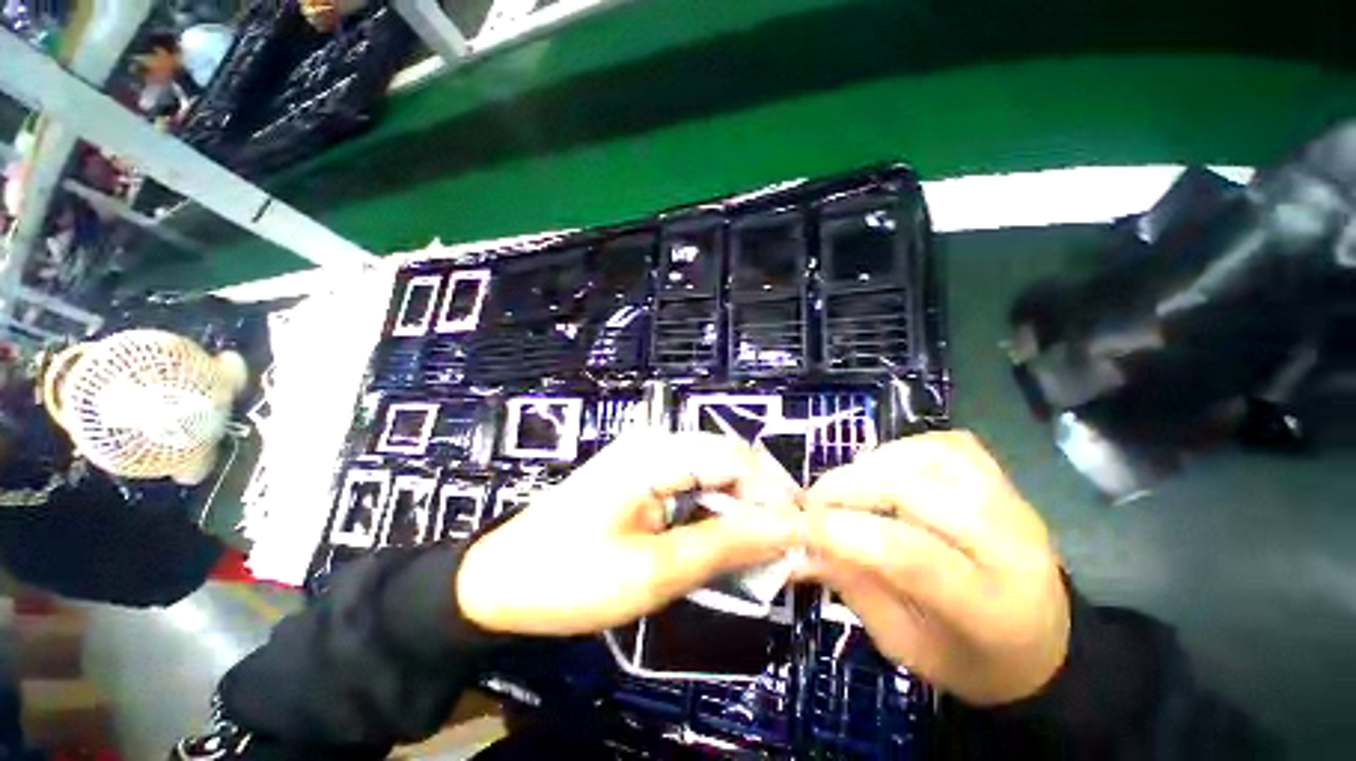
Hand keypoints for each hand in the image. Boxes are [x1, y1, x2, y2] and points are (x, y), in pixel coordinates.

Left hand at [456, 432, 802, 635]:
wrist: (499, 582)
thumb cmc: (570, 578)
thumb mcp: (654, 570)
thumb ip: (724, 545)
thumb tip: (786, 529)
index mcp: (657, 453)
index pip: (737, 458)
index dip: (774, 493)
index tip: (800, 536)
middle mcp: (656, 443)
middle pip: (728, 459)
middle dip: (761, 499)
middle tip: (784, 546)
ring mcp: (647, 457)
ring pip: (714, 472)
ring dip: (740, 506)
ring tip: (761, 547)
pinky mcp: (642, 476)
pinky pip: (693, 483)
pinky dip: (716, 509)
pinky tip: (724, 537)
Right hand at [800, 431, 1069, 704]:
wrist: (1042, 645)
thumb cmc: (969, 659)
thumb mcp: (902, 643)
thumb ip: (851, 587)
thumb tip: (797, 547)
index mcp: (990, 607)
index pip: (906, 554)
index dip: (838, 531)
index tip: (795, 524)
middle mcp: (1012, 544)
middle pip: (913, 490)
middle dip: (845, 489)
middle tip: (813, 502)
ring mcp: (1013, 503)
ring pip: (929, 455)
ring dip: (872, 464)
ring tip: (848, 487)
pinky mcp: (1005, 480)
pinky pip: (945, 444)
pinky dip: (903, 449)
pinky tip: (884, 471)